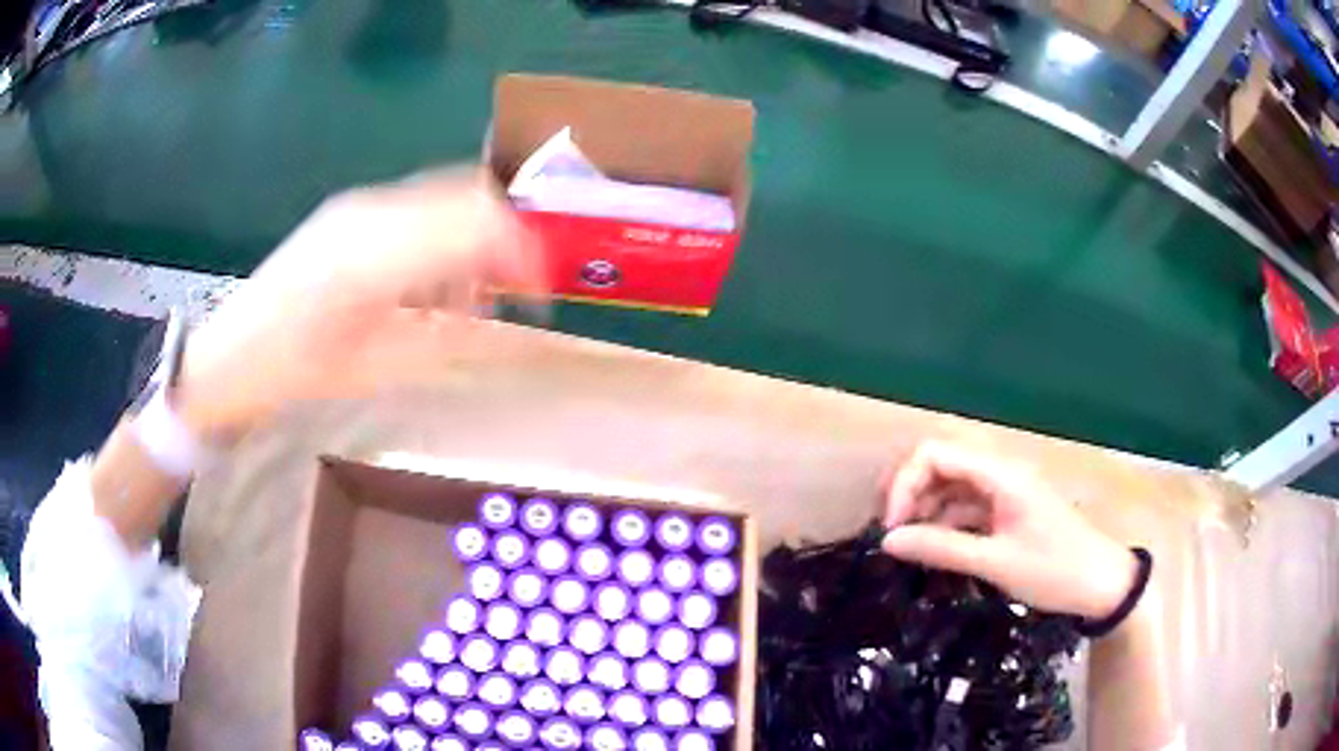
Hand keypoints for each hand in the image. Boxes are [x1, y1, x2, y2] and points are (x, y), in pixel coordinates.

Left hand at [174, 167, 547, 440]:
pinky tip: (431, 285)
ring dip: (474, 239)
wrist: (229, 355)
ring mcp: (359, 206)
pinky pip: (417, 209)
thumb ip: (447, 340)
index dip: (522, 253)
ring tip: (469, 300)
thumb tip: (506, 327)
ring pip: (446, 197)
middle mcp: (372, 212)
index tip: (541, 296)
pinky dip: (443, 239)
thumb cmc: (296, 374)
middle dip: (506, 240)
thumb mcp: (376, 369)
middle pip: (469, 195)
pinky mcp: (350, 213)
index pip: (477, 224)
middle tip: (515, 294)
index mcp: (376, 254)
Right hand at [881, 442, 1136, 619]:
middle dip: (912, 489)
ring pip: (953, 484)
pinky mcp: (1009, 508)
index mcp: (1001, 474)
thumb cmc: (1053, 570)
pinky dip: (946, 521)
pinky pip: (968, 505)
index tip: (891, 527)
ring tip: (909, 544)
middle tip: (893, 530)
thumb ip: (942, 549)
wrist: (1101, 582)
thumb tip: (887, 542)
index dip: (905, 483)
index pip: (937, 453)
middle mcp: (1001, 472)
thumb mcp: (995, 564)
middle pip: (943, 461)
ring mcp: (1006, 490)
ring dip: (927, 507)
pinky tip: (935, 548)